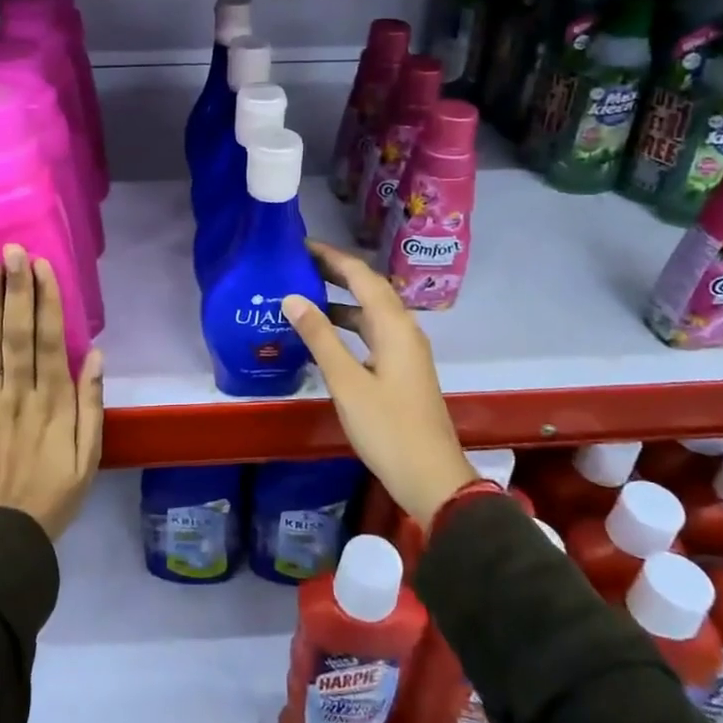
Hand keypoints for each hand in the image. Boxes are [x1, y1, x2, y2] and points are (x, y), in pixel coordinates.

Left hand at [0, 244, 103, 538]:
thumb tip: (94, 355)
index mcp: (53, 404)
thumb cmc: (52, 496)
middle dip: (16, 289)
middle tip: (13, 251)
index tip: (43, 268)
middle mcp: (18, 395)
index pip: (49, 341)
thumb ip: (92, 405)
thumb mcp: (89, 458)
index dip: (46, 301)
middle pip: (16, 333)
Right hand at [283, 240, 473, 531]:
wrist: (431, 477)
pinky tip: (323, 337)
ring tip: (303, 295)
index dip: (332, 257)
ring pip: (370, 313)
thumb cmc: (388, 428)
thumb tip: (292, 297)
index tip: (300, 245)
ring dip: (340, 300)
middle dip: (335, 273)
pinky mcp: (401, 370)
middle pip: (369, 289)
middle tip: (297, 264)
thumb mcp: (347, 382)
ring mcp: (405, 351)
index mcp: (394, 326)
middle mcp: (403, 330)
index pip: (362, 276)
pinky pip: (371, 334)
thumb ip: (320, 337)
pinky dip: (347, 326)